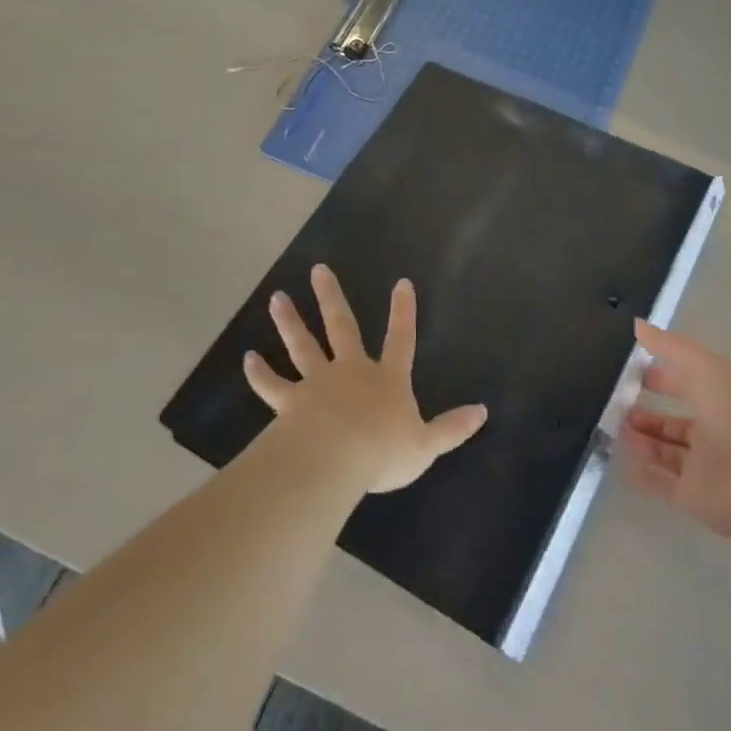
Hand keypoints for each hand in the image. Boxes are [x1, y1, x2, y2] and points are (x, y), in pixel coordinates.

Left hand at [244, 265, 486, 493]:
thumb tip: (483, 412)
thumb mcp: (426, 445)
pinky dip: (260, 374)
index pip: (401, 339)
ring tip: (278, 298)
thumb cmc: (383, 452)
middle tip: (318, 270)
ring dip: (290, 322)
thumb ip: (451, 428)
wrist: (335, 460)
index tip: (401, 282)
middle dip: (331, 298)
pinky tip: (247, 360)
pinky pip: (273, 385)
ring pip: (303, 346)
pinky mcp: (290, 402)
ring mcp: (318, 383)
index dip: (403, 312)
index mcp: (387, 379)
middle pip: (341, 327)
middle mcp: (351, 371)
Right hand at [618, 319, 730, 551]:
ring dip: (639, 440)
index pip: (687, 383)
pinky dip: (640, 473)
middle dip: (645, 413)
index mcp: (722, 398)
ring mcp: (703, 467)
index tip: (629, 371)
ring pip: (664, 452)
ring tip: (612, 428)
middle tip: (613, 404)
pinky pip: (659, 484)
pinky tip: (618, 459)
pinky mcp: (692, 498)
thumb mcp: (703, 366)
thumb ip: (669, 346)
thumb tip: (638, 325)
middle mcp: (714, 432)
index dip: (660, 375)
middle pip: (673, 422)